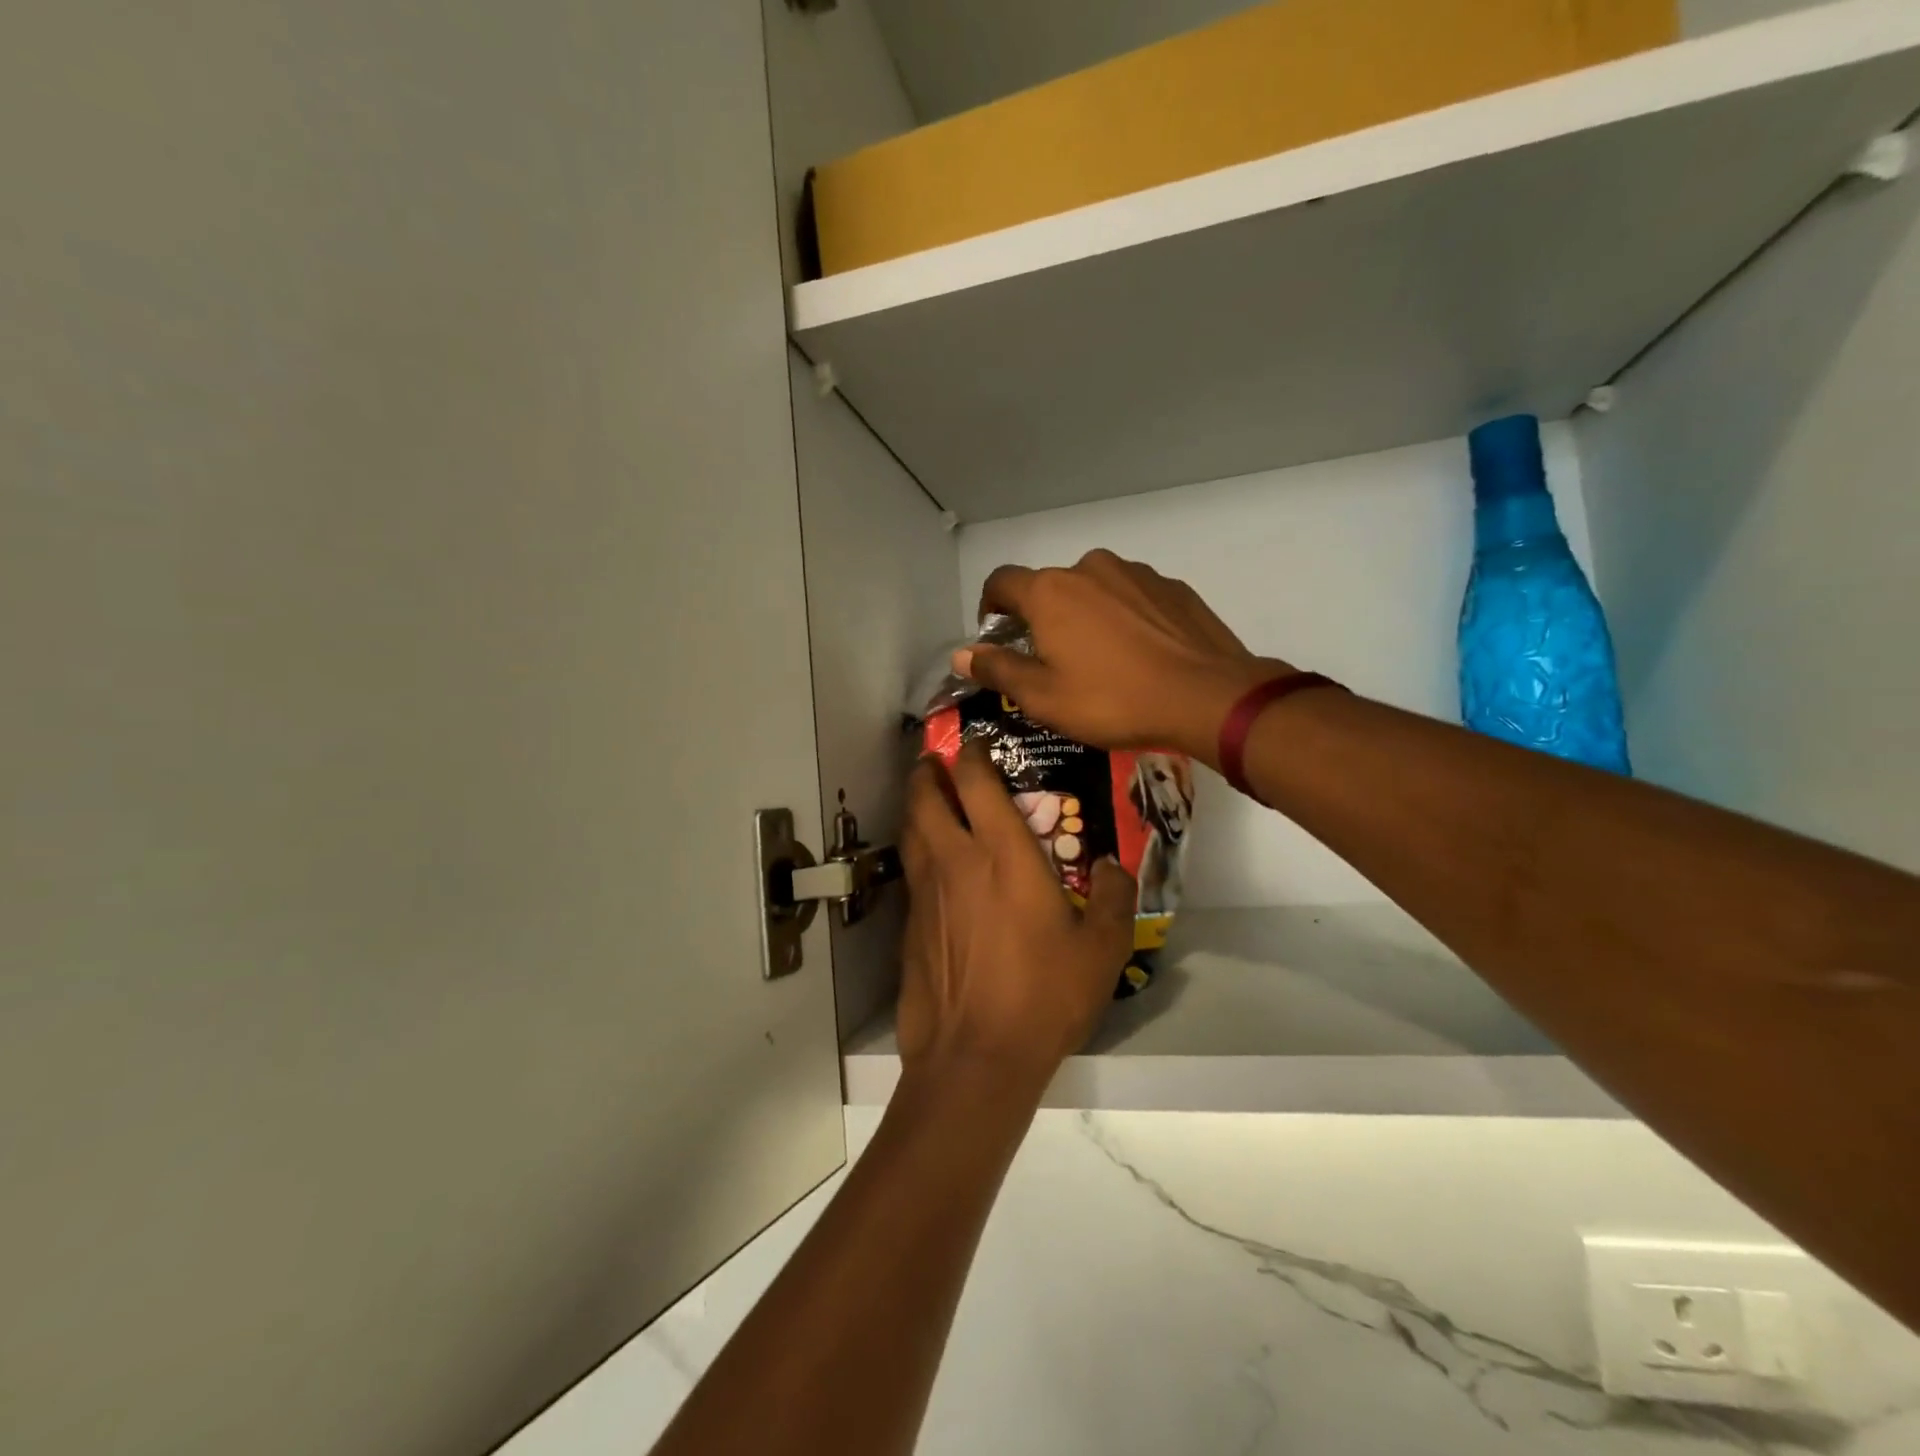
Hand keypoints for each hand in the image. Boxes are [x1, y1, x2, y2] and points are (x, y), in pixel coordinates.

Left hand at [896, 746, 1135, 1087]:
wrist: (975, 1055)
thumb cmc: (1044, 996)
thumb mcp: (1102, 950)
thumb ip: (1116, 899)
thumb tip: (1115, 865)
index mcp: (1003, 855)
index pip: (977, 783)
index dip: (972, 755)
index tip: (976, 744)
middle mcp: (956, 861)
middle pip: (926, 797)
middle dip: (928, 771)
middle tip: (936, 762)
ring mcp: (927, 893)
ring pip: (910, 831)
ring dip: (916, 806)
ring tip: (927, 800)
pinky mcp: (910, 925)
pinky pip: (911, 872)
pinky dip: (917, 852)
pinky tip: (933, 867)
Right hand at [955, 550, 1291, 767]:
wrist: (1208, 697)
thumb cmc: (1113, 700)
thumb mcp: (1043, 697)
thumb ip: (998, 670)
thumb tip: (963, 654)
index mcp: (1051, 591)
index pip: (1001, 582)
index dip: (990, 608)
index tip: (997, 638)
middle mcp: (1090, 568)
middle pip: (1049, 587)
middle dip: (1041, 618)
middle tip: (1052, 662)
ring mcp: (1137, 574)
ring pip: (1094, 590)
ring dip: (1085, 616)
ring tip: (1101, 661)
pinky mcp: (1172, 588)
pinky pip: (1133, 598)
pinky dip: (1124, 618)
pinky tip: (1139, 655)